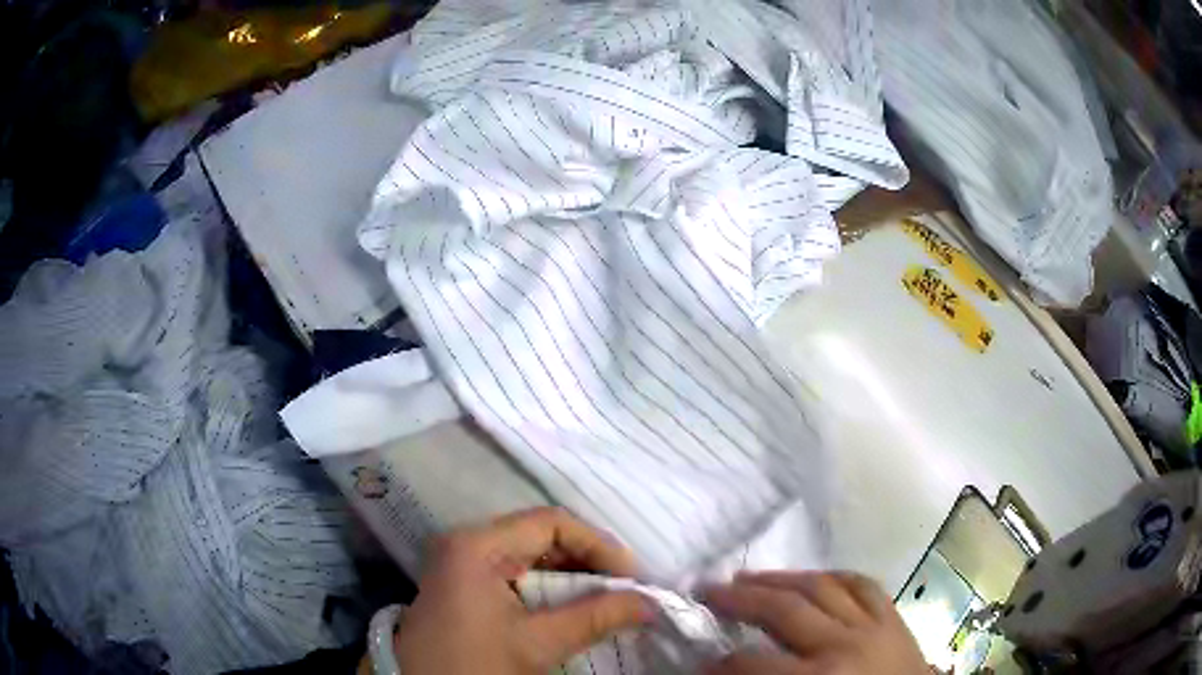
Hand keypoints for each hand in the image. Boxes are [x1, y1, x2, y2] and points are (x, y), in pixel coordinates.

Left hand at [394, 507, 653, 674]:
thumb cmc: (475, 663)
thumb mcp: (537, 643)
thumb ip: (595, 617)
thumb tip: (649, 602)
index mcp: (476, 545)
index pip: (550, 523)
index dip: (597, 545)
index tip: (631, 576)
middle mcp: (467, 542)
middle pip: (540, 535)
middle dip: (587, 561)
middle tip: (624, 588)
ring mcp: (462, 561)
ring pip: (530, 555)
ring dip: (570, 575)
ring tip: (605, 598)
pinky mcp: (464, 582)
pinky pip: (515, 572)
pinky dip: (548, 587)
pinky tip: (571, 606)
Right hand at [703, 571, 928, 674]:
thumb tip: (727, 674)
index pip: (752, 664)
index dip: (717, 664)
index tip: (698, 661)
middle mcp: (844, 644)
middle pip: (783, 610)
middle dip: (738, 599)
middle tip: (707, 592)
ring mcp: (874, 625)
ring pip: (821, 586)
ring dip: (779, 578)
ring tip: (748, 576)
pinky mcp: (893, 617)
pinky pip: (861, 583)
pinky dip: (831, 576)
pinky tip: (811, 577)